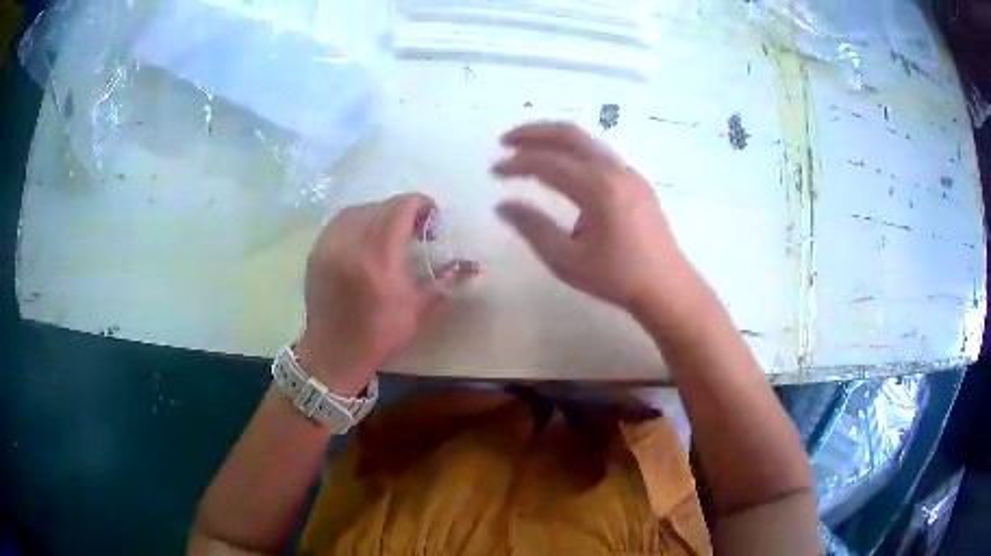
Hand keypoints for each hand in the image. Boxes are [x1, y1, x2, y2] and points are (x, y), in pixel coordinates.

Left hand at [295, 194, 477, 395]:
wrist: (333, 353)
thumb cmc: (379, 335)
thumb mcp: (417, 309)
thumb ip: (445, 280)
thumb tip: (474, 265)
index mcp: (378, 258)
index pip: (401, 208)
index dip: (421, 205)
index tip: (433, 219)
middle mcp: (350, 243)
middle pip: (381, 206)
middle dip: (403, 210)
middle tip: (416, 230)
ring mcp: (329, 245)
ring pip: (358, 209)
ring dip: (379, 213)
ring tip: (390, 232)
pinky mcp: (316, 251)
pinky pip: (339, 222)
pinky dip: (358, 221)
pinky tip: (367, 238)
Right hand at [493, 122, 695, 315]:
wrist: (666, 287)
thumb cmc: (616, 278)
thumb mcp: (567, 261)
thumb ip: (533, 228)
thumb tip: (503, 205)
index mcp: (598, 190)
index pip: (548, 163)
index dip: (517, 163)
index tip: (493, 171)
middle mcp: (615, 171)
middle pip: (570, 135)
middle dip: (534, 133)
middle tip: (505, 141)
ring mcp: (629, 174)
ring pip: (587, 141)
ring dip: (555, 139)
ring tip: (529, 149)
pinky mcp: (637, 182)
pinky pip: (601, 154)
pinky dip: (575, 152)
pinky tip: (563, 167)